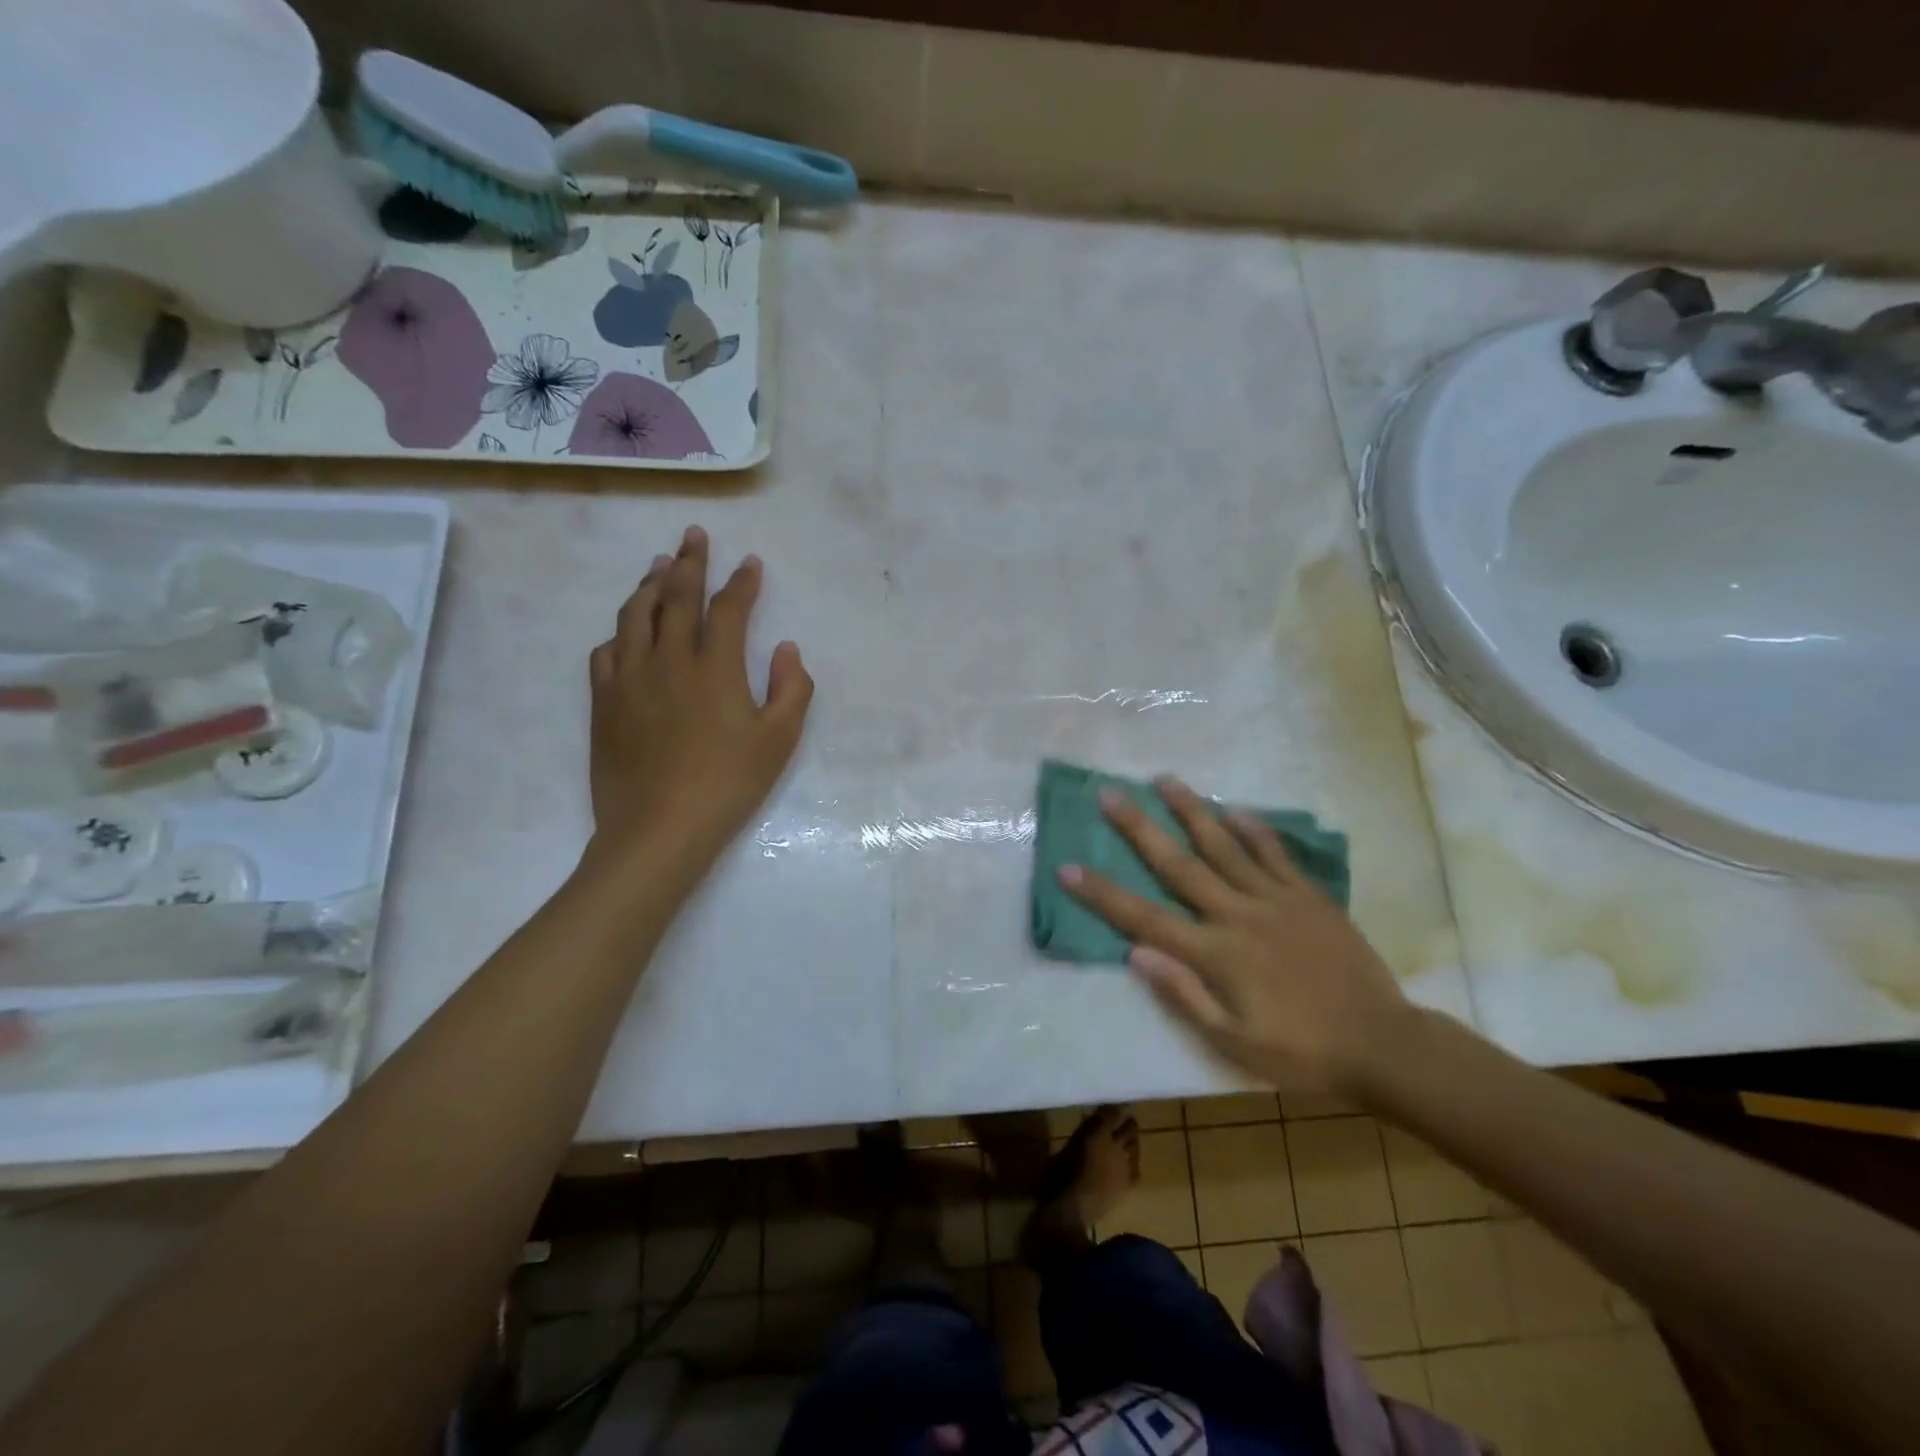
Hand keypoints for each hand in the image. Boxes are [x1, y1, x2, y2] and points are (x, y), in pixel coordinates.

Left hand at [586, 527, 812, 872]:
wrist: (658, 828)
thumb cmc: (728, 784)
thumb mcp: (779, 741)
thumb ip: (791, 688)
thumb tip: (785, 648)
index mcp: (714, 667)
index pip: (729, 609)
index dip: (741, 583)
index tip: (750, 562)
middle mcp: (668, 660)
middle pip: (677, 597)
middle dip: (690, 562)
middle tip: (694, 535)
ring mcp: (630, 678)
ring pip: (636, 615)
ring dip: (650, 584)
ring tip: (659, 564)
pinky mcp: (604, 702)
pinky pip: (607, 651)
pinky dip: (621, 631)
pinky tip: (626, 630)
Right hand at [1059, 776, 1411, 1096]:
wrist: (1383, 1045)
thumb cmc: (1302, 1052)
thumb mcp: (1235, 1043)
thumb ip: (1184, 995)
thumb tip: (1135, 953)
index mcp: (1216, 954)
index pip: (1144, 918)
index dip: (1103, 893)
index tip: (1068, 867)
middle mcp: (1238, 915)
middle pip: (1178, 865)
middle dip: (1139, 829)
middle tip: (1110, 795)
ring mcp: (1276, 900)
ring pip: (1224, 846)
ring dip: (1191, 811)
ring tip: (1165, 780)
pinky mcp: (1309, 897)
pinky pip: (1276, 854)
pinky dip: (1254, 829)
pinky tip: (1235, 808)